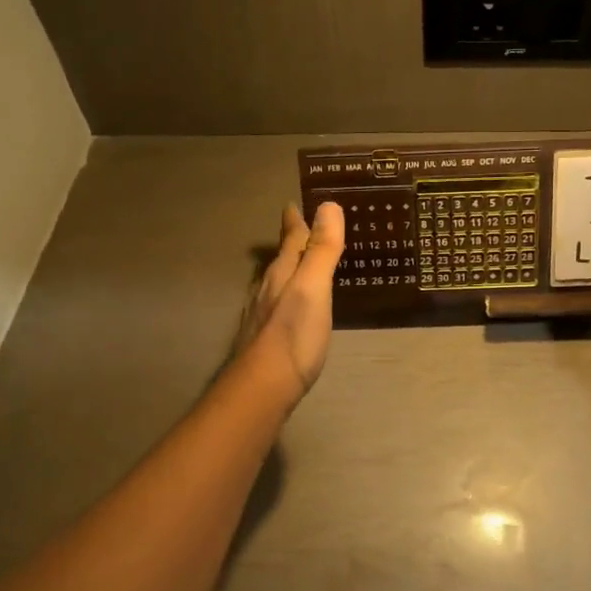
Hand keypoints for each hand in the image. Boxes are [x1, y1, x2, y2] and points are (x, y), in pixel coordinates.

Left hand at [234, 200, 344, 400]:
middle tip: (302, 228)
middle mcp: (269, 288)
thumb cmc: (293, 335)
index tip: (294, 204)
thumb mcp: (314, 287)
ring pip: (277, 281)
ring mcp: (264, 314)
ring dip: (289, 268)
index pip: (291, 238)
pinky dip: (289, 294)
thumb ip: (322, 249)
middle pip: (281, 258)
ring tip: (299, 263)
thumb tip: (328, 204)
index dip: (296, 221)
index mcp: (283, 273)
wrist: (263, 386)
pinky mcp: (266, 337)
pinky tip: (293, 306)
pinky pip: (279, 304)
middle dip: (292, 242)